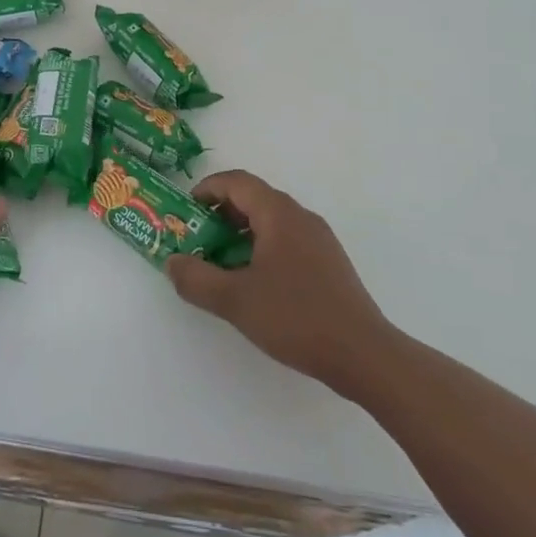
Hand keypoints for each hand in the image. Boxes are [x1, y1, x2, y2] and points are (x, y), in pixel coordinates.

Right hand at [166, 170, 391, 397]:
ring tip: (222, 264)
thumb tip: (171, 263)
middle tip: (198, 240)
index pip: (236, 181)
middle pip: (254, 198)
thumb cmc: (296, 317)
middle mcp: (300, 216)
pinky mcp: (329, 263)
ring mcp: (319, 239)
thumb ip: (196, 279)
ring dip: (241, 233)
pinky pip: (288, 240)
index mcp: (278, 213)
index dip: (207, 189)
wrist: (364, 355)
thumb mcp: (235, 301)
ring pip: (271, 221)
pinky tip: (256, 283)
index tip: (186, 211)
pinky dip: (263, 248)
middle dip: (221, 214)